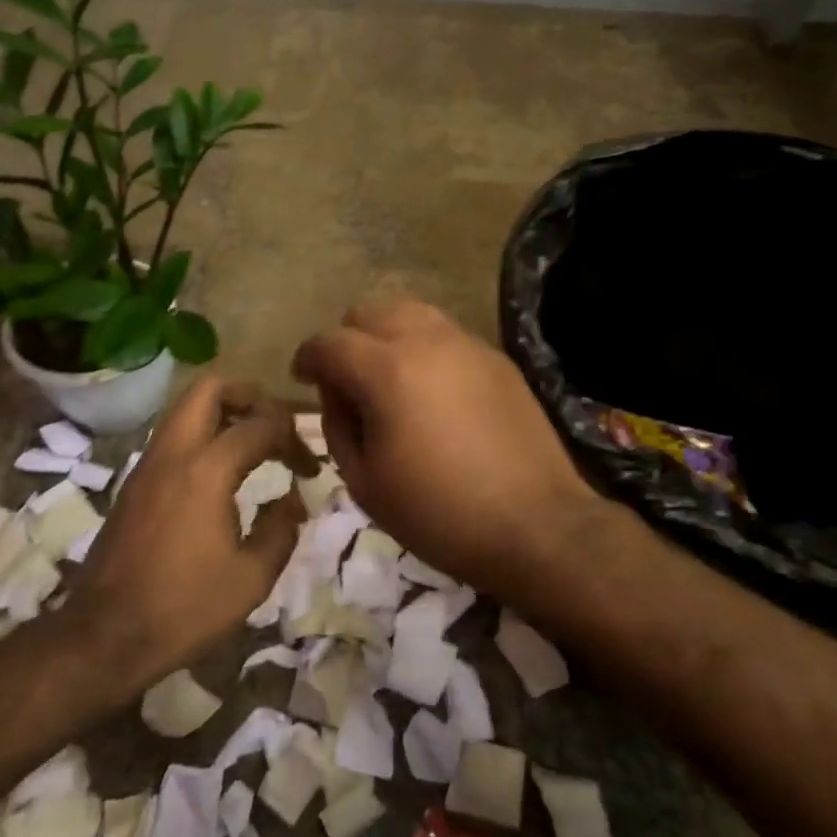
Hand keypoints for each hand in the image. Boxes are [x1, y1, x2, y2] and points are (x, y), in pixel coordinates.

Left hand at [66, 378, 315, 683]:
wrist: (103, 636)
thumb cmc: (183, 608)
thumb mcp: (251, 578)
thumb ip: (281, 529)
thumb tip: (292, 499)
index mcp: (206, 470)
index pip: (260, 425)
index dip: (293, 438)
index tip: (309, 469)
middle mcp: (173, 453)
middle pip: (211, 388)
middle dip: (250, 395)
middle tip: (275, 425)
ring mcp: (148, 464)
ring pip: (186, 407)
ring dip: (223, 412)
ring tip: (252, 444)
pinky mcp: (134, 482)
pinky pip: (172, 434)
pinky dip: (202, 434)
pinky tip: (220, 472)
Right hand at [292, 296, 596, 596]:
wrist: (535, 525)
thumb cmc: (439, 513)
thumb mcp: (365, 482)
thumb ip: (337, 425)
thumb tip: (337, 394)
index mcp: (387, 370)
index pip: (329, 343)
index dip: (307, 357)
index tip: (301, 377)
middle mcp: (426, 341)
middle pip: (370, 311)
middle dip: (347, 340)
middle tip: (347, 381)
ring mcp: (467, 344)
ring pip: (411, 312)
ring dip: (387, 336)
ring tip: (389, 377)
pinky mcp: (496, 358)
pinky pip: (446, 334)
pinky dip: (424, 348)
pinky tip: (433, 390)